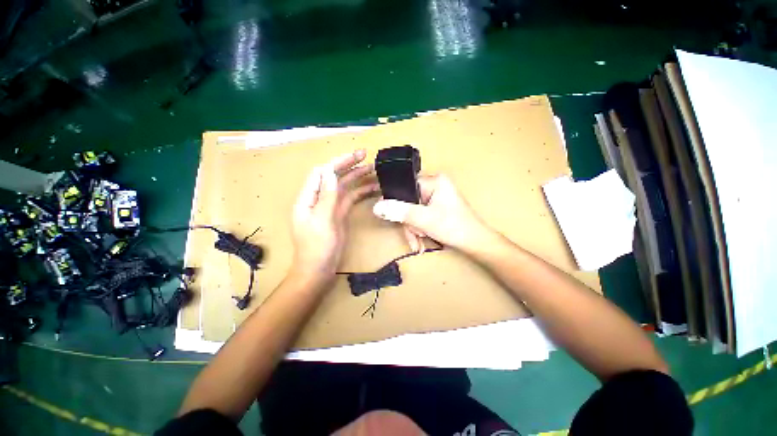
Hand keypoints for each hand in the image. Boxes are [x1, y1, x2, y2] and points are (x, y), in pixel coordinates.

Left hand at [291, 150, 378, 281]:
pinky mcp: (340, 215)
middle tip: (367, 156)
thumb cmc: (317, 248)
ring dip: (358, 178)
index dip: (337, 162)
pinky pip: (351, 199)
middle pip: (334, 177)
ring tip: (374, 171)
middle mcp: (319, 199)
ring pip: (345, 187)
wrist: (318, 270)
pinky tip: (373, 189)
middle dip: (349, 165)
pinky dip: (361, 193)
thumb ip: (327, 196)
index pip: (321, 173)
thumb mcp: (322, 221)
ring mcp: (331, 207)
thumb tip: (330, 172)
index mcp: (308, 198)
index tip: (355, 156)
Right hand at [372, 175, 495, 252]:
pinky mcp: (437, 208)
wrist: (476, 243)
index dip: (397, 203)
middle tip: (415, 236)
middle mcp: (435, 186)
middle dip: (409, 223)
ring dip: (414, 229)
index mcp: (435, 181)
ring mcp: (437, 198)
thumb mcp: (423, 219)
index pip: (405, 186)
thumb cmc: (453, 227)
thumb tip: (377, 207)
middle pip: (409, 202)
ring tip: (420, 242)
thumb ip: (400, 212)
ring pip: (414, 212)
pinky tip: (422, 242)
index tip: (393, 217)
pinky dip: (419, 230)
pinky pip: (421, 216)